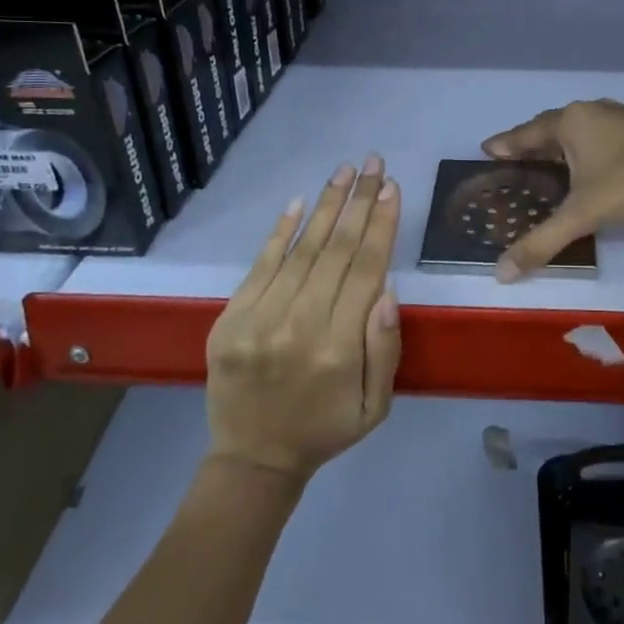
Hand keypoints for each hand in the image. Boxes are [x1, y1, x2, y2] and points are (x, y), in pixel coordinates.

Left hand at [205, 155, 401, 483]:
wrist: (252, 458)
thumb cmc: (325, 429)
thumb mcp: (375, 405)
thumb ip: (384, 348)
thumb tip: (387, 288)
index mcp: (339, 349)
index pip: (365, 270)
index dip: (381, 225)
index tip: (393, 188)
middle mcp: (299, 327)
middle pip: (336, 250)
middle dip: (359, 202)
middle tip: (375, 164)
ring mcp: (259, 320)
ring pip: (301, 250)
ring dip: (326, 205)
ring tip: (346, 171)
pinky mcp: (230, 319)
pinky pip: (260, 265)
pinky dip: (281, 231)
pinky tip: (300, 202)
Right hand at [482, 100, 623, 281]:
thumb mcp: (583, 214)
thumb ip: (541, 242)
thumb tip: (500, 273)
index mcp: (570, 122)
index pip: (527, 133)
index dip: (506, 144)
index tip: (486, 150)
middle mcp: (590, 112)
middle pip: (550, 128)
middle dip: (530, 145)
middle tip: (511, 162)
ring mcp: (618, 118)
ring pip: (576, 132)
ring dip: (558, 148)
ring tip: (543, 166)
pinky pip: (597, 138)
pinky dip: (582, 152)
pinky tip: (585, 169)